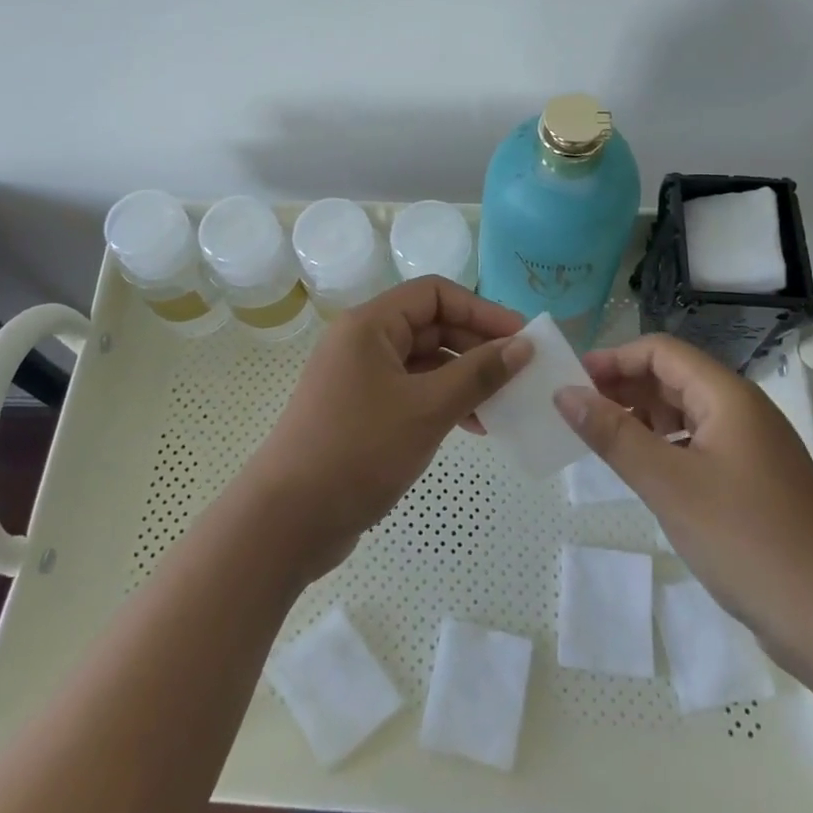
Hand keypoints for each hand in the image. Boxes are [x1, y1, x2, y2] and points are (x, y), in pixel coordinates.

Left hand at [239, 276, 530, 579]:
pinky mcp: (360, 411)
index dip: (482, 310)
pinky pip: (411, 391)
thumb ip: (479, 374)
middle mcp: (362, 341)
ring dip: (465, 377)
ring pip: (424, 362)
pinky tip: (475, 426)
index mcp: (370, 324)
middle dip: (478, 346)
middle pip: (431, 325)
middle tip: (521, 373)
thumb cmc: (359, 449)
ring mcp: (359, 378)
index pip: (435, 294)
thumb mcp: (428, 408)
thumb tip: (523, 345)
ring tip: (505, 404)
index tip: (523, 337)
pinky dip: (443, 401)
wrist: (288, 519)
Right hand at [557, 334, 812, 660]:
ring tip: (601, 439)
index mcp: (728, 397)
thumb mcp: (669, 484)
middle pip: (674, 377)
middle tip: (577, 411)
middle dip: (624, 386)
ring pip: (685, 413)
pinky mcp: (753, 483)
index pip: (662, 352)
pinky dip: (664, 447)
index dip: (615, 358)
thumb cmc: (747, 541)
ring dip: (642, 417)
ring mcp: (752, 448)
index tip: (572, 381)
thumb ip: (613, 435)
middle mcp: (743, 412)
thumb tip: (563, 393)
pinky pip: (698, 445)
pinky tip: (643, 471)